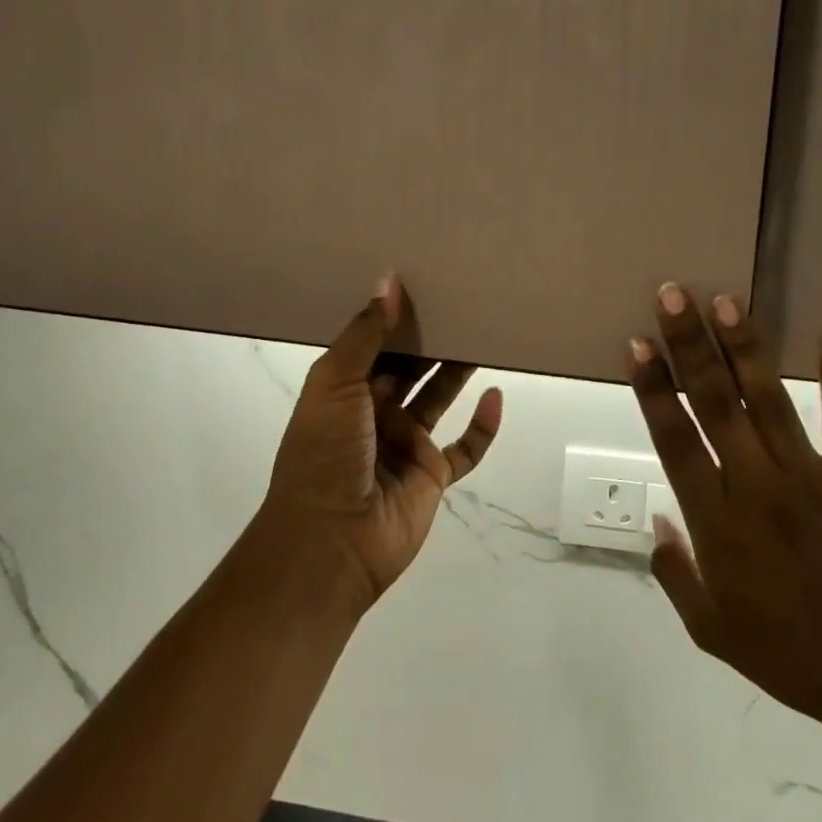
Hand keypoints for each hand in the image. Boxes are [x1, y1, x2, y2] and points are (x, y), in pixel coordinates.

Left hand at [258, 275, 504, 612]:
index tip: (422, 283)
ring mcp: (404, 445)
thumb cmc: (325, 453)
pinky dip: (482, 426)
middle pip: (408, 368)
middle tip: (462, 303)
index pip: (373, 344)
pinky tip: (496, 396)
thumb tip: (389, 281)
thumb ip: (364, 335)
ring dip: (457, 372)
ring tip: (484, 335)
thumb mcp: (335, 383)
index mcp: (343, 390)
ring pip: (438, 399)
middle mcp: (374, 413)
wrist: (331, 539)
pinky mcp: (431, 476)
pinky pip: (464, 448)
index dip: (394, 318)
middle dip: (430, 340)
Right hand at [630, 284, 821, 792]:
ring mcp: (810, 480)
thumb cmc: (795, 659)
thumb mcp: (712, 633)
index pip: (674, 439)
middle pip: (714, 404)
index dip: (654, 388)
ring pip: (768, 401)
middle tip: (672, 295)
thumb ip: (675, 574)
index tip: (637, 344)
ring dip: (745, 349)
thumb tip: (656, 521)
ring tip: (724, 301)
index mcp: (716, 522)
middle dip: (689, 346)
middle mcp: (756, 487)